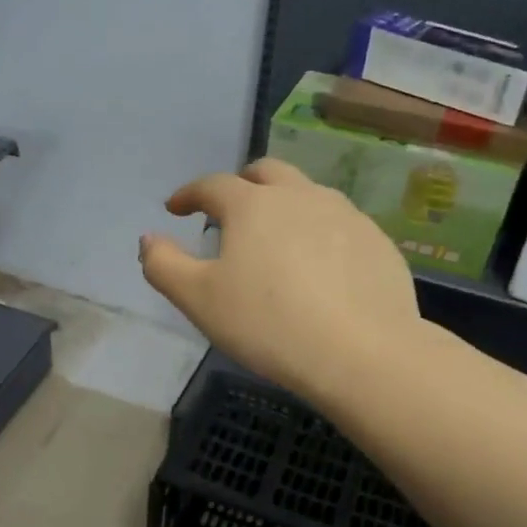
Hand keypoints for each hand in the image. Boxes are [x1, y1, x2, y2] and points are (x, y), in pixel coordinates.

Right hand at [140, 158, 419, 397]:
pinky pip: (339, 224)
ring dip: (284, 205)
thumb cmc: (269, 324)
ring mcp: (345, 215)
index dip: (189, 194)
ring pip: (307, 194)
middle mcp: (301, 196)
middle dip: (241, 185)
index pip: (212, 185)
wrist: (361, 353)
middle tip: (229, 210)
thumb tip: (149, 238)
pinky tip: (320, 267)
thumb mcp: (199, 300)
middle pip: (266, 172)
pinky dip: (319, 233)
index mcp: (253, 205)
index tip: (176, 207)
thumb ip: (164, 265)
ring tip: (276, 238)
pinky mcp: (377, 241)